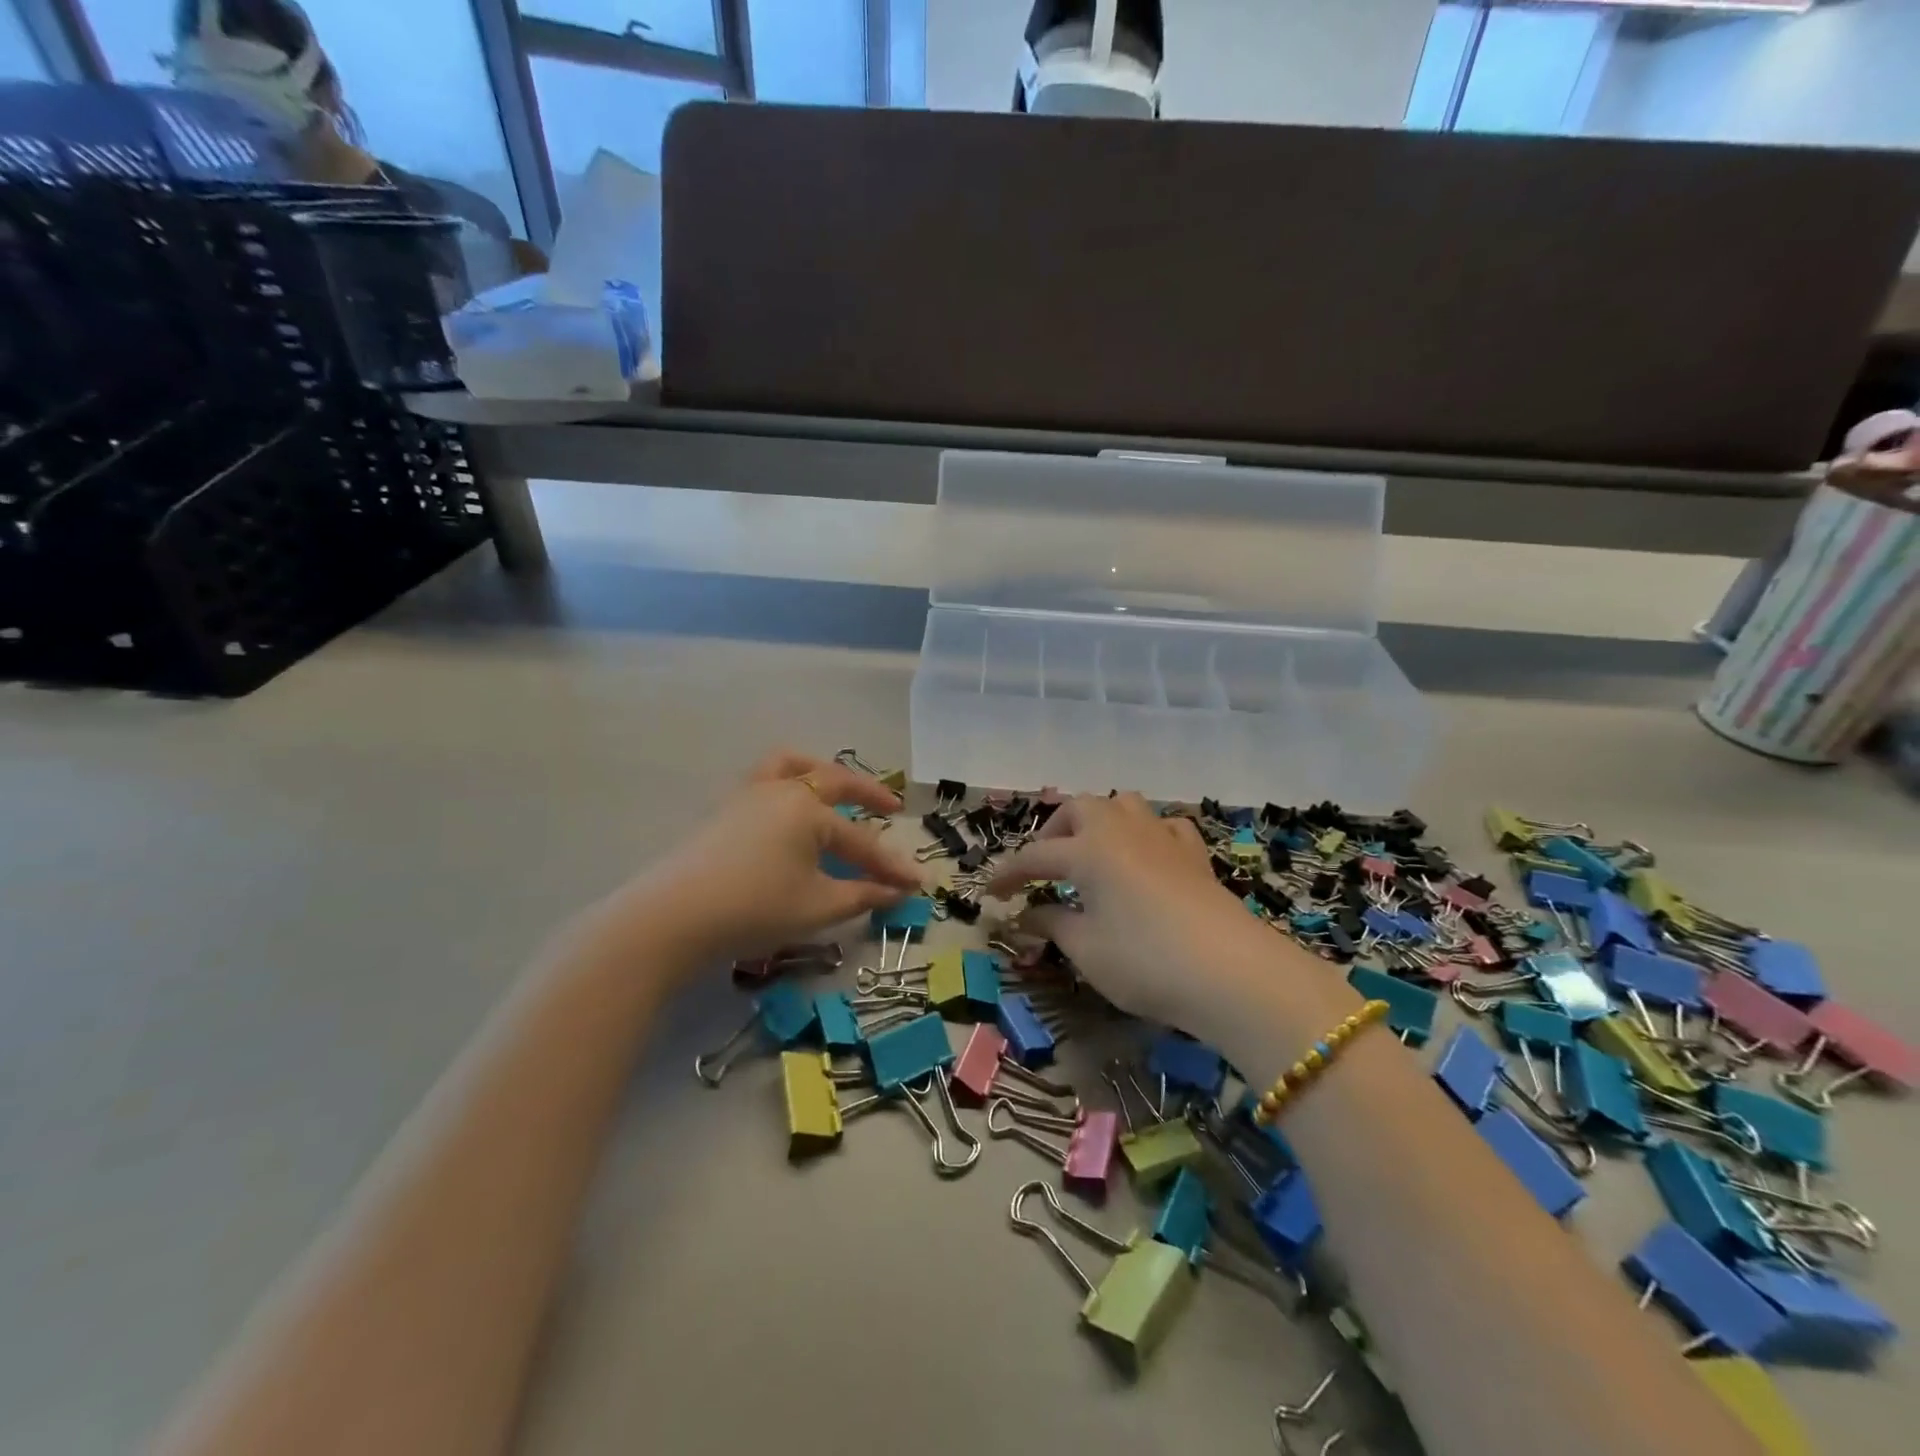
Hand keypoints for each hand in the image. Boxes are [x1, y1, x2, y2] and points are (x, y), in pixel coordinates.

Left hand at [597, 751, 922, 974]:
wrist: (670, 918)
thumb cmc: (753, 909)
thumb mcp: (816, 907)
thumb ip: (862, 895)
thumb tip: (897, 892)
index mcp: (808, 809)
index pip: (860, 840)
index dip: (891, 865)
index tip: (918, 882)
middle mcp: (781, 791)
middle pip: (833, 781)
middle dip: (867, 794)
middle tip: (891, 807)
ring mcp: (747, 795)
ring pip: (789, 765)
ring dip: (819, 771)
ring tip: (834, 785)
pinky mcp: (723, 810)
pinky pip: (764, 779)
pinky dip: (787, 781)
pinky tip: (788, 809)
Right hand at [985, 794, 1310, 1030]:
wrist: (1232, 973)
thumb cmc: (1145, 961)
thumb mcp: (1087, 950)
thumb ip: (1052, 925)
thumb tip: (1026, 915)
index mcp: (1088, 849)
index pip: (1035, 856)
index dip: (1009, 874)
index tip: (991, 894)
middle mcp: (1122, 830)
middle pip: (1079, 808)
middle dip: (1054, 832)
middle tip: (1044, 868)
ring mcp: (1163, 838)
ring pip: (1123, 804)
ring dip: (1099, 820)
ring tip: (1091, 852)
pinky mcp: (1195, 855)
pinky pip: (1165, 826)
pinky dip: (1147, 833)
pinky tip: (1146, 856)